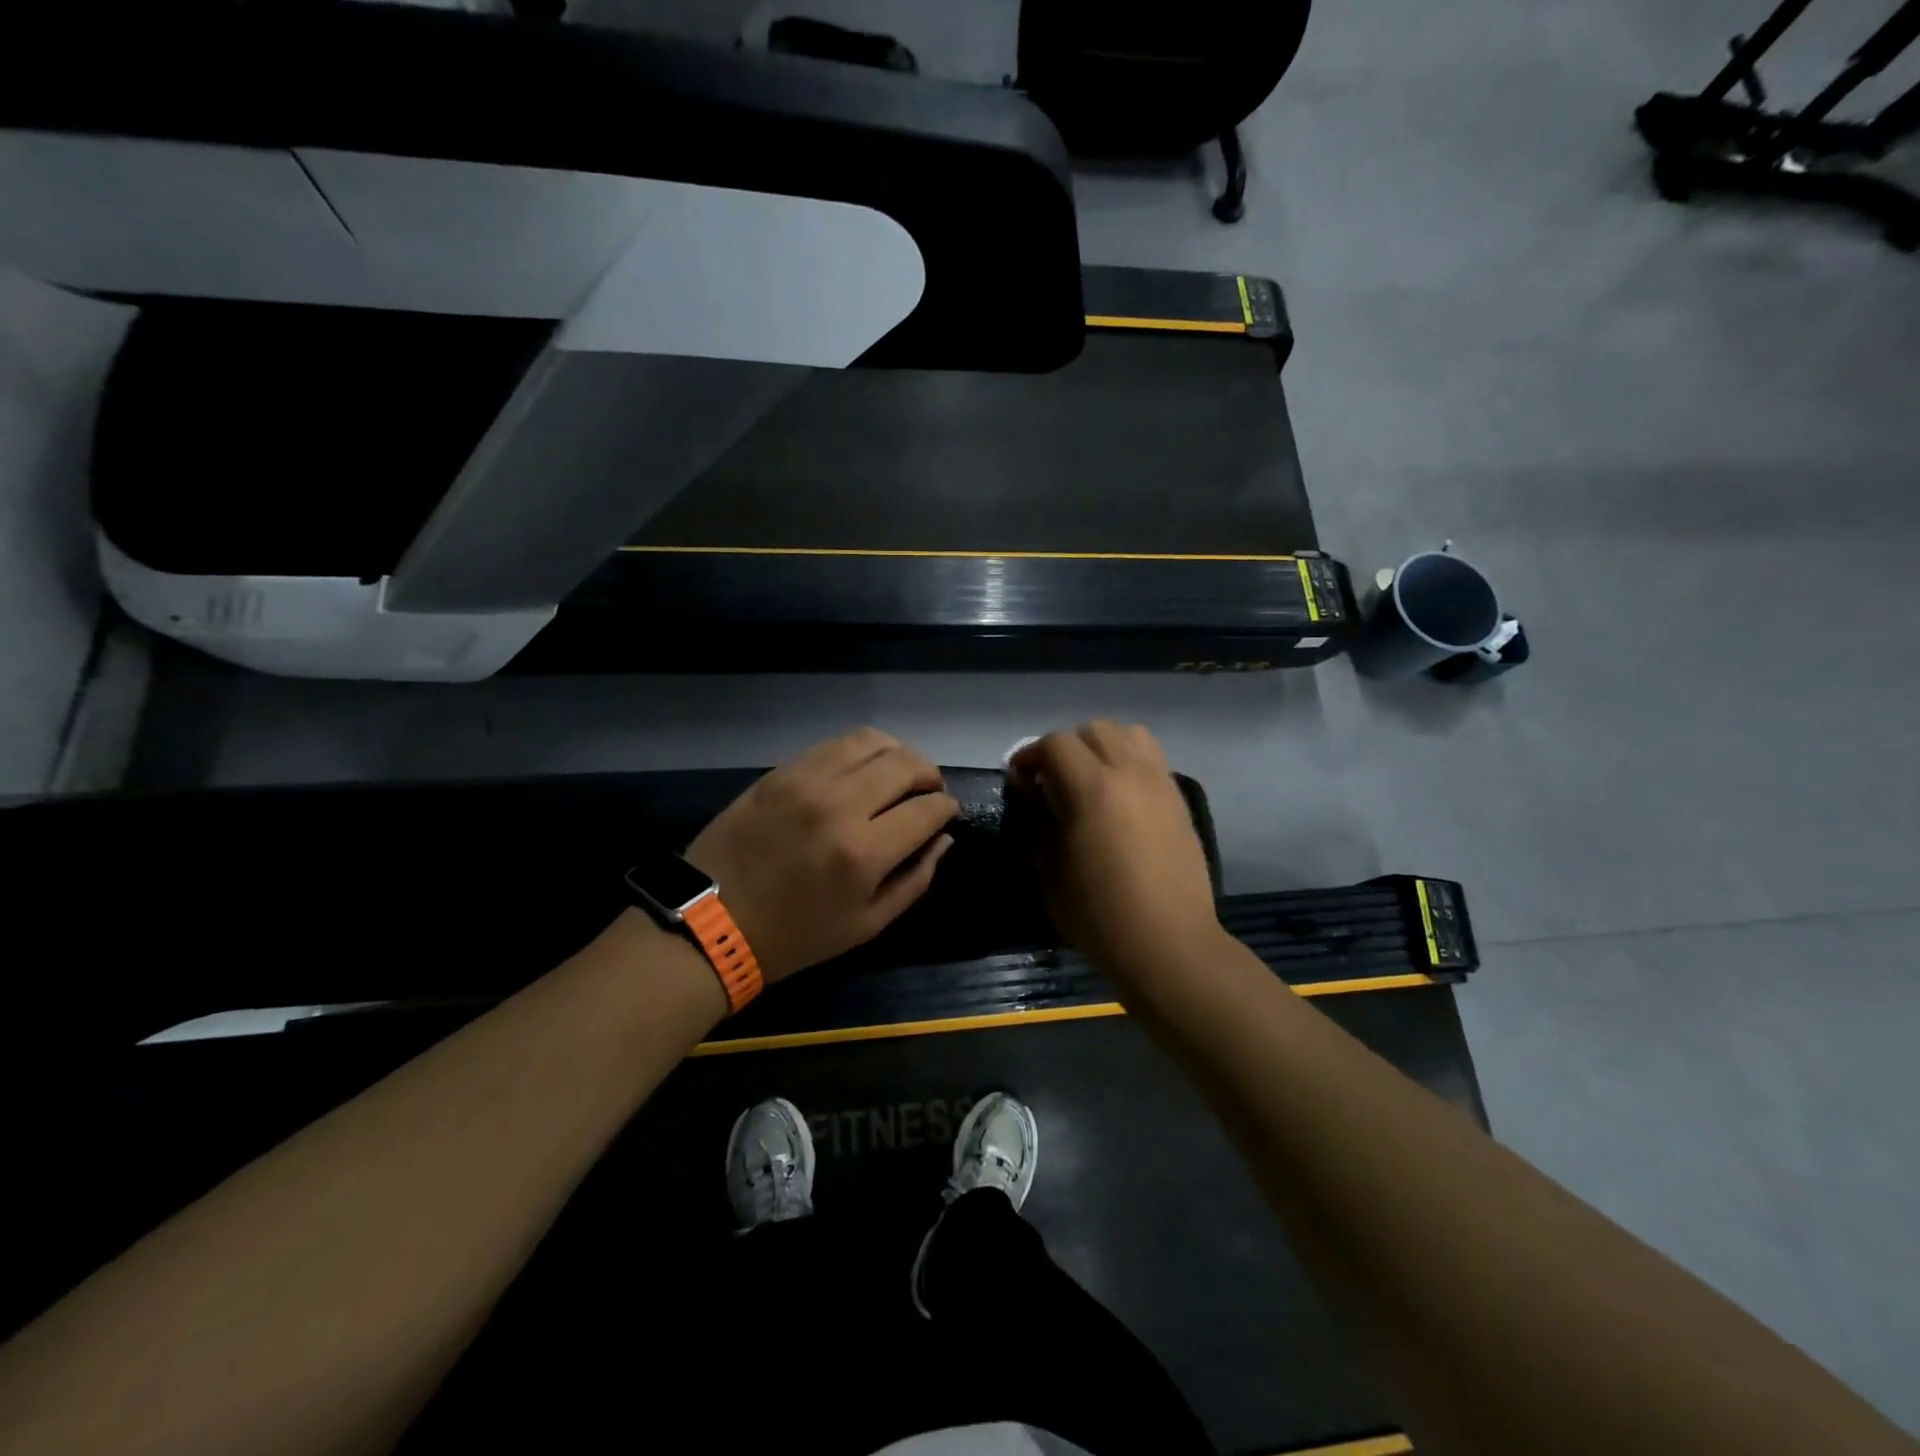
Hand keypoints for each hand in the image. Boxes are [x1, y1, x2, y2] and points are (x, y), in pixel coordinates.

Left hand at [685, 728, 958, 982]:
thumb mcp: (867, 925)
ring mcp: (807, 780)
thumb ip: (915, 880)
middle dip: (930, 774)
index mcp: (864, 852)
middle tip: (928, 791)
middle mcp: (840, 804)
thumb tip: (943, 838)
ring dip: (897, 754)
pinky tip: (860, 770)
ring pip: (872, 740)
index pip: (928, 808)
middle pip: (906, 763)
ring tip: (898, 774)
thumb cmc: (795, 935)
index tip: (946, 813)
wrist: (713, 921)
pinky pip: (834, 744)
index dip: (947, 807)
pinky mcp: (781, 771)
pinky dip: (860, 750)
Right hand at [1008, 721, 1220, 976]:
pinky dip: (1130, 762)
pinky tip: (1121, 797)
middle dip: (1066, 747)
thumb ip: (1037, 821)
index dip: (1030, 756)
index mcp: (1093, 789)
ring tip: (1091, 779)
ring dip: (1103, 747)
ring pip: (1129, 734)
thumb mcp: (1049, 871)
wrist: (1169, 944)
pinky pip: (1152, 759)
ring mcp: (1160, 783)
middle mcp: (1130, 773)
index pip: (1055, 743)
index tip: (1020, 781)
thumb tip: (1030, 792)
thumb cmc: (1100, 915)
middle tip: (1053, 780)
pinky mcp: (1179, 800)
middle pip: (1094, 729)